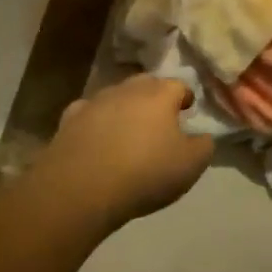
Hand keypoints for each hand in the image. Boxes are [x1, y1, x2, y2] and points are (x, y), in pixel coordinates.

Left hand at [35, 75, 213, 227]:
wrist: (82, 187)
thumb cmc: (145, 173)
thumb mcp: (190, 165)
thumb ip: (203, 145)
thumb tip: (201, 136)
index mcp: (159, 95)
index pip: (178, 85)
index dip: (185, 97)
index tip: (187, 110)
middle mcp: (126, 89)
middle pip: (145, 84)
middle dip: (154, 96)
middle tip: (160, 118)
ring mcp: (94, 101)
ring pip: (115, 96)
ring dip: (124, 108)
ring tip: (128, 130)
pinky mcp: (68, 119)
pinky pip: (88, 113)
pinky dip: (96, 121)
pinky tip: (97, 137)